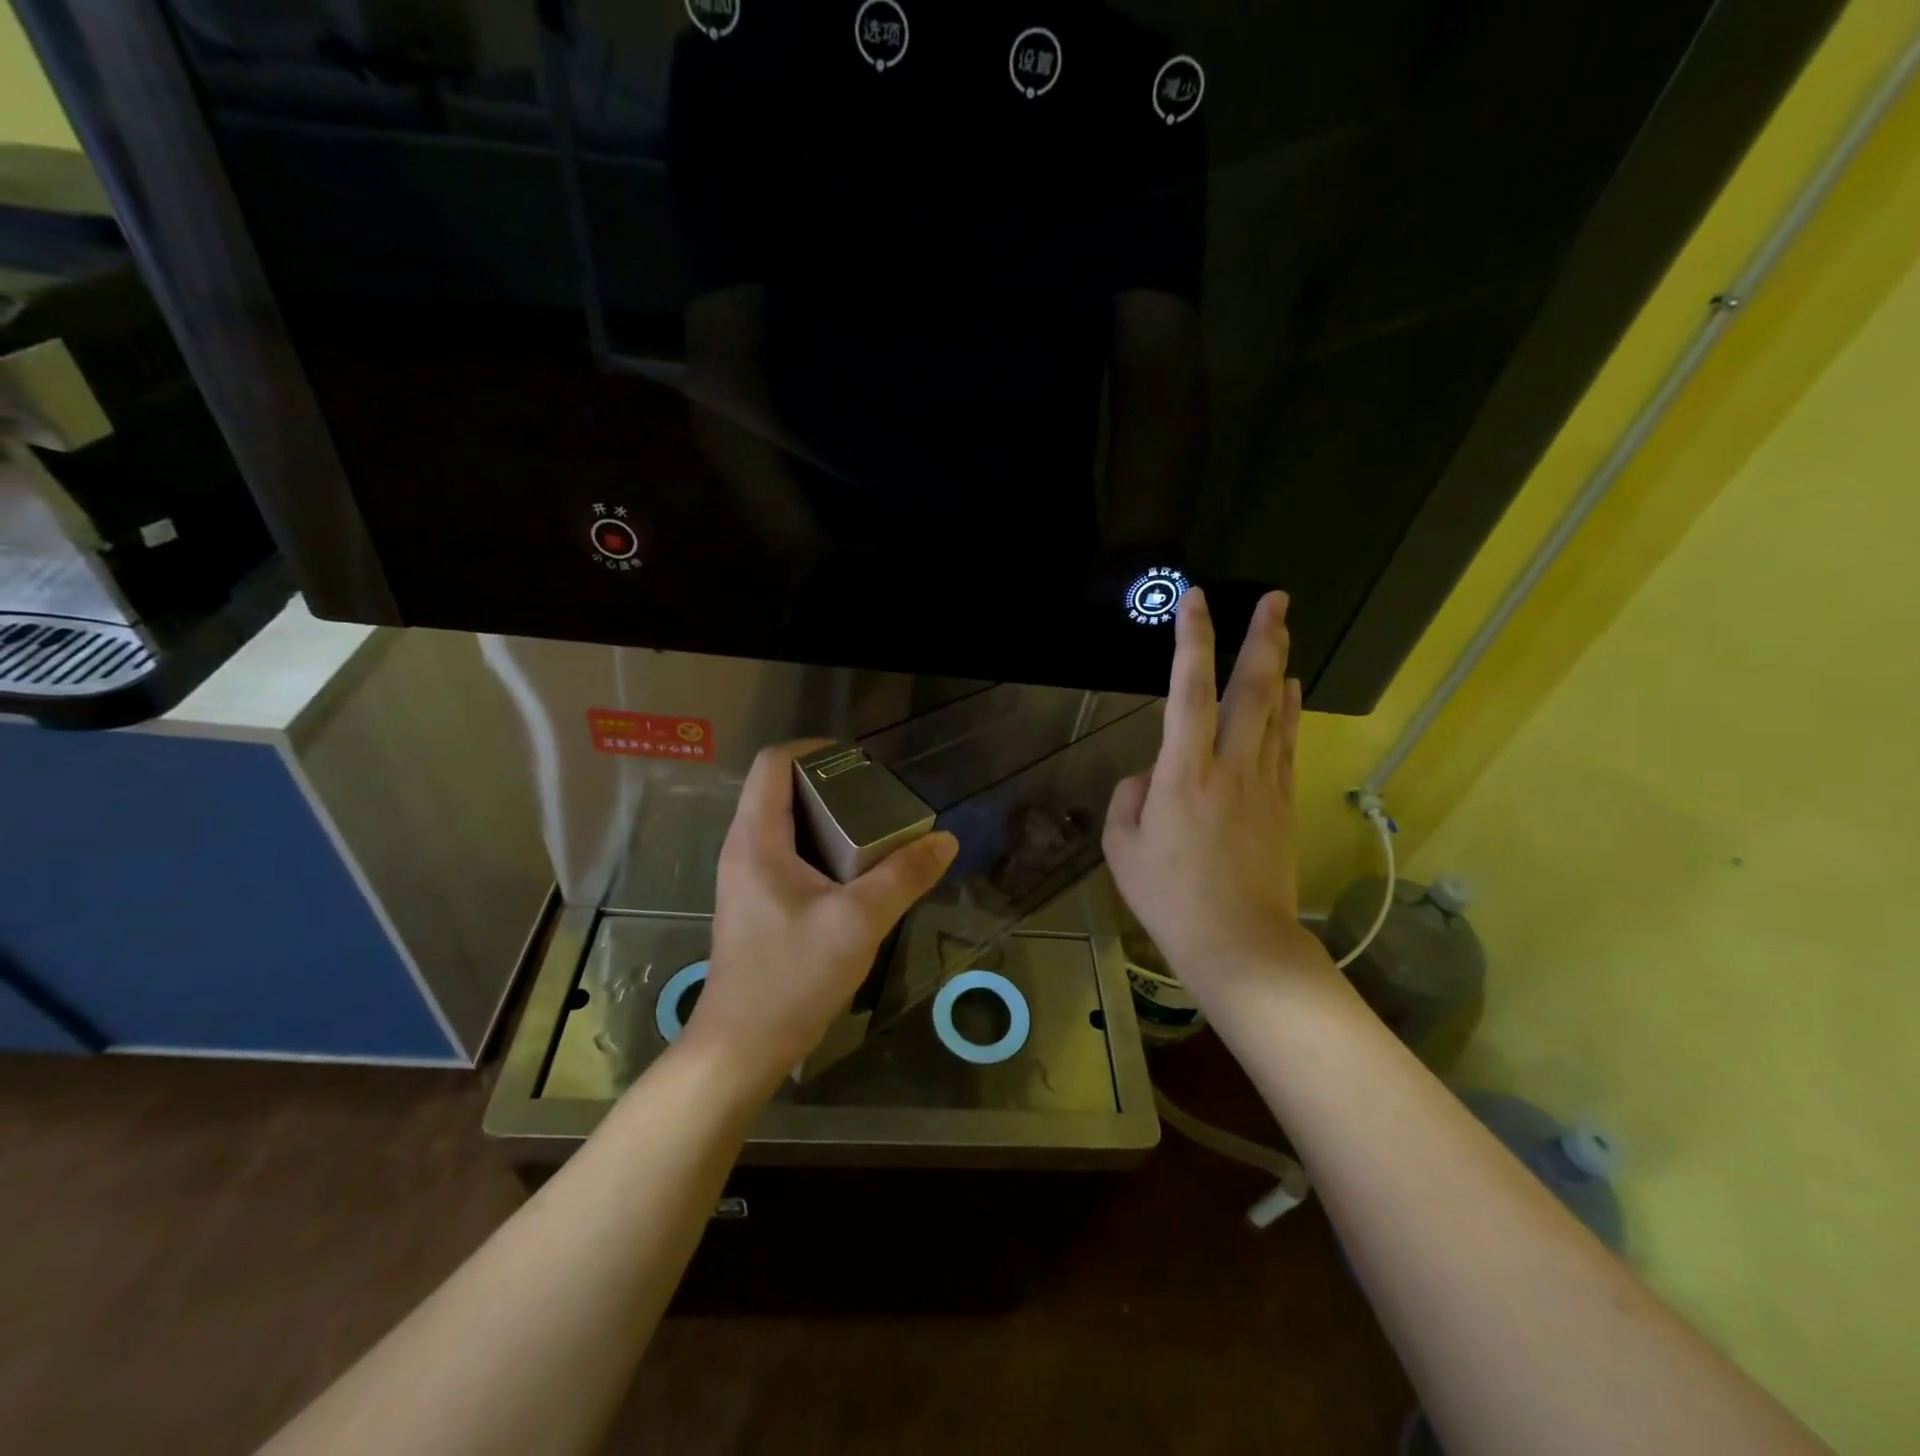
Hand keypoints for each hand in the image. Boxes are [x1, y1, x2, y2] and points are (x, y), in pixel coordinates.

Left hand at [682, 740, 958, 1091]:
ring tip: (876, 829)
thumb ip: (904, 877)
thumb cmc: (792, 976)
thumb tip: (945, 840)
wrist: (743, 1047)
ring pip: (787, 823)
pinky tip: (858, 872)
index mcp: (757, 839)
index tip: (860, 762)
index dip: (815, 749)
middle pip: (781, 789)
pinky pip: (790, 853)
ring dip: (829, 817)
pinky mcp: (757, 902)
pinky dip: (823, 847)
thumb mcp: (859, 922)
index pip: (773, 763)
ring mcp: (747, 877)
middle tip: (879, 798)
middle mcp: (744, 848)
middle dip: (831, 783)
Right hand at [1103, 589, 1335, 1012]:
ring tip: (1282, 629)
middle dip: (1262, 637)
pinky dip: (1291, 710)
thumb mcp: (1121, 848)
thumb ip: (1128, 799)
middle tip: (1275, 597)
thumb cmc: (1169, 898)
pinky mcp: (1283, 802)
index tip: (1195, 601)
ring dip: (1280, 664)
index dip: (1192, 641)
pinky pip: (1288, 742)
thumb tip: (1149, 777)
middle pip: (1251, 688)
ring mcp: (1265, 782)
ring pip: (1277, 710)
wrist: (1239, 943)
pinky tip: (1293, 691)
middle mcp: (1230, 765)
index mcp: (1183, 773)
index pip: (1187, 690)